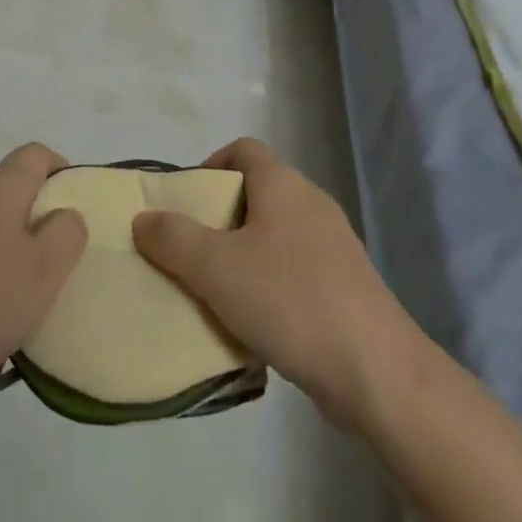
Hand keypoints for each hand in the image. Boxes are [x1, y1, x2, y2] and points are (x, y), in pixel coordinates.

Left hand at [0, 143, 87, 406]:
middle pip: (7, 186)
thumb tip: (66, 212)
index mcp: (0, 186)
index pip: (36, 154)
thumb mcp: (42, 274)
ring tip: (11, 297)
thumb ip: (66, 235)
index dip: (59, 170)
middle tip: (48, 260)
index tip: (73, 204)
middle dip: (30, 215)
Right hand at [132, 138, 411, 424]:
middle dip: (221, 218)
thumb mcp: (215, 268)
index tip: (186, 203)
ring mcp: (334, 245)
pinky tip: (256, 323)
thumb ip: (173, 238)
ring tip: (217, 291)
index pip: (243, 149)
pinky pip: (297, 269)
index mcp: (282, 184)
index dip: (210, 166)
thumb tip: (144, 218)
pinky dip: (271, 284)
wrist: (378, 372)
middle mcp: (311, 203)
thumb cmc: (289, 300)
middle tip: (192, 252)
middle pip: (257, 192)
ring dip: (245, 255)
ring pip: (276, 234)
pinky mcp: (347, 285)